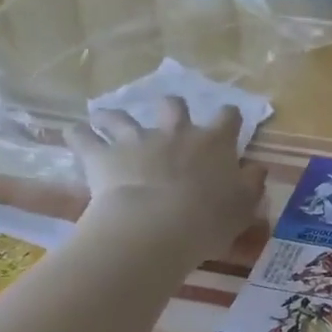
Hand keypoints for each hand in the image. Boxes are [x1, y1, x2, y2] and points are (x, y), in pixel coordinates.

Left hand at [67, 97, 264, 256]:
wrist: (156, 226)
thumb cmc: (208, 219)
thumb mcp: (243, 207)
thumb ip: (251, 185)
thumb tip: (257, 169)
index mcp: (213, 143)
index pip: (227, 118)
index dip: (229, 119)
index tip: (229, 124)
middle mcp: (176, 132)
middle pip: (173, 106)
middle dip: (171, 108)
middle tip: (168, 120)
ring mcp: (136, 139)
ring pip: (121, 116)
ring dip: (114, 116)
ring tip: (106, 119)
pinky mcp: (102, 155)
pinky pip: (83, 137)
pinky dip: (78, 135)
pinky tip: (73, 134)